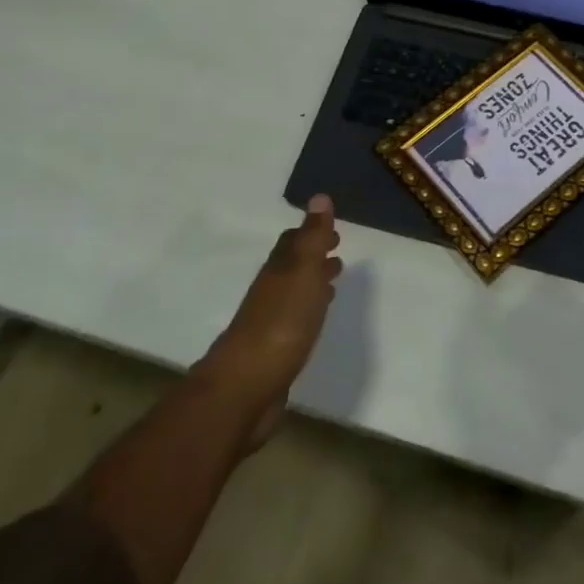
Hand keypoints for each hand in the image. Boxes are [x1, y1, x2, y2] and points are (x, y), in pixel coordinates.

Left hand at [196, 195, 342, 448]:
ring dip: (313, 281)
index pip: (293, 241)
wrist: (246, 386)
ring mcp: (270, 322)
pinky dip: (309, 309)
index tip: (333, 229)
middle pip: (292, 265)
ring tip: (333, 279)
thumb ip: (313, 237)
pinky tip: (316, 319)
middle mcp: (272, 290)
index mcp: (279, 269)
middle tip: (336, 249)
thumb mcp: (303, 272)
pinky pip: (296, 319)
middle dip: (313, 255)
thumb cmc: (281, 323)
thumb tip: (320, 196)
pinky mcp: (274, 351)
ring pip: (294, 292)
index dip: (312, 232)